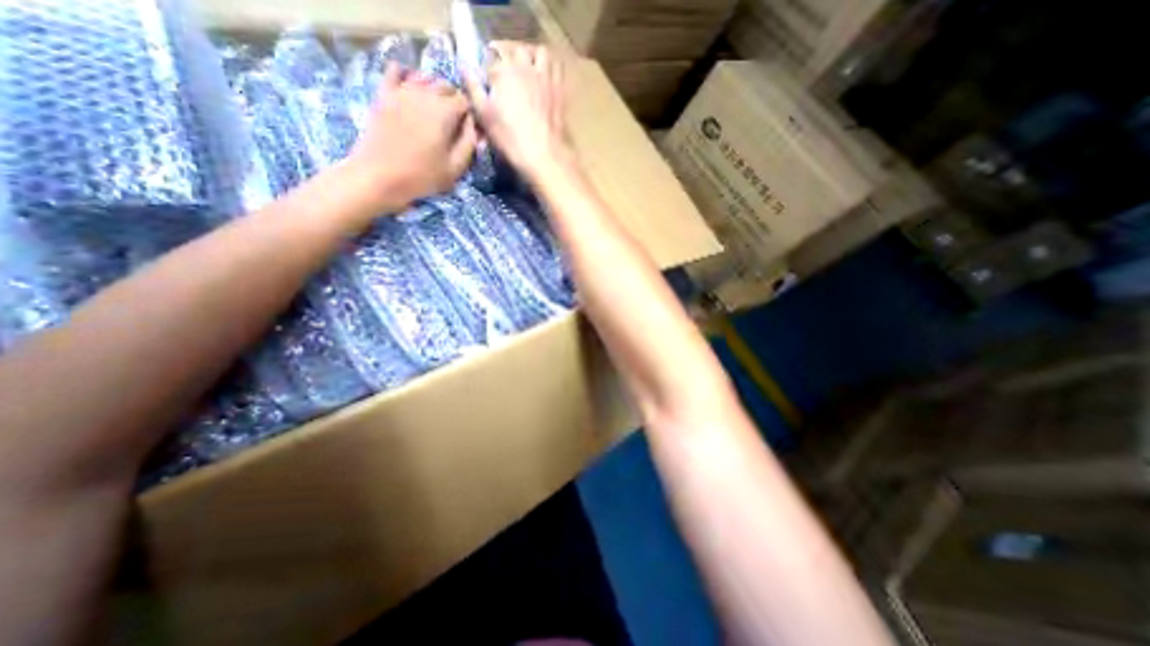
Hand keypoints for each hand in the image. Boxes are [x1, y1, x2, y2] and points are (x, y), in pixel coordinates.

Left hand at [349, 60, 478, 211]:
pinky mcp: (384, 93)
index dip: (469, 115)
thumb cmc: (422, 176)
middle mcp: (425, 94)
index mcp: (445, 112)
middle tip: (452, 121)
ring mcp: (402, 90)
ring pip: (424, 77)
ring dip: (433, 88)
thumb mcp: (455, 167)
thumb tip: (473, 125)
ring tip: (433, 108)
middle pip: (446, 85)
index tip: (467, 130)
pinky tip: (409, 89)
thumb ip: (469, 144)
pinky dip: (405, 75)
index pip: (465, 101)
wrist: (380, 175)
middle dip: (453, 100)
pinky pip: (395, 70)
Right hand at [465, 40, 572, 179]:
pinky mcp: (559, 88)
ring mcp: (544, 75)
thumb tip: (464, 67)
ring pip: (537, 52)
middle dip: (508, 59)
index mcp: (501, 71)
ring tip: (527, 71)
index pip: (489, 61)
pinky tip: (545, 78)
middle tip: (506, 78)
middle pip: (513, 51)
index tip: (487, 87)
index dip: (487, 74)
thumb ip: (473, 88)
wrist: (544, 154)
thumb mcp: (484, 116)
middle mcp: (523, 66)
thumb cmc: (510, 138)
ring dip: (531, 57)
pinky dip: (549, 67)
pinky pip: (556, 66)